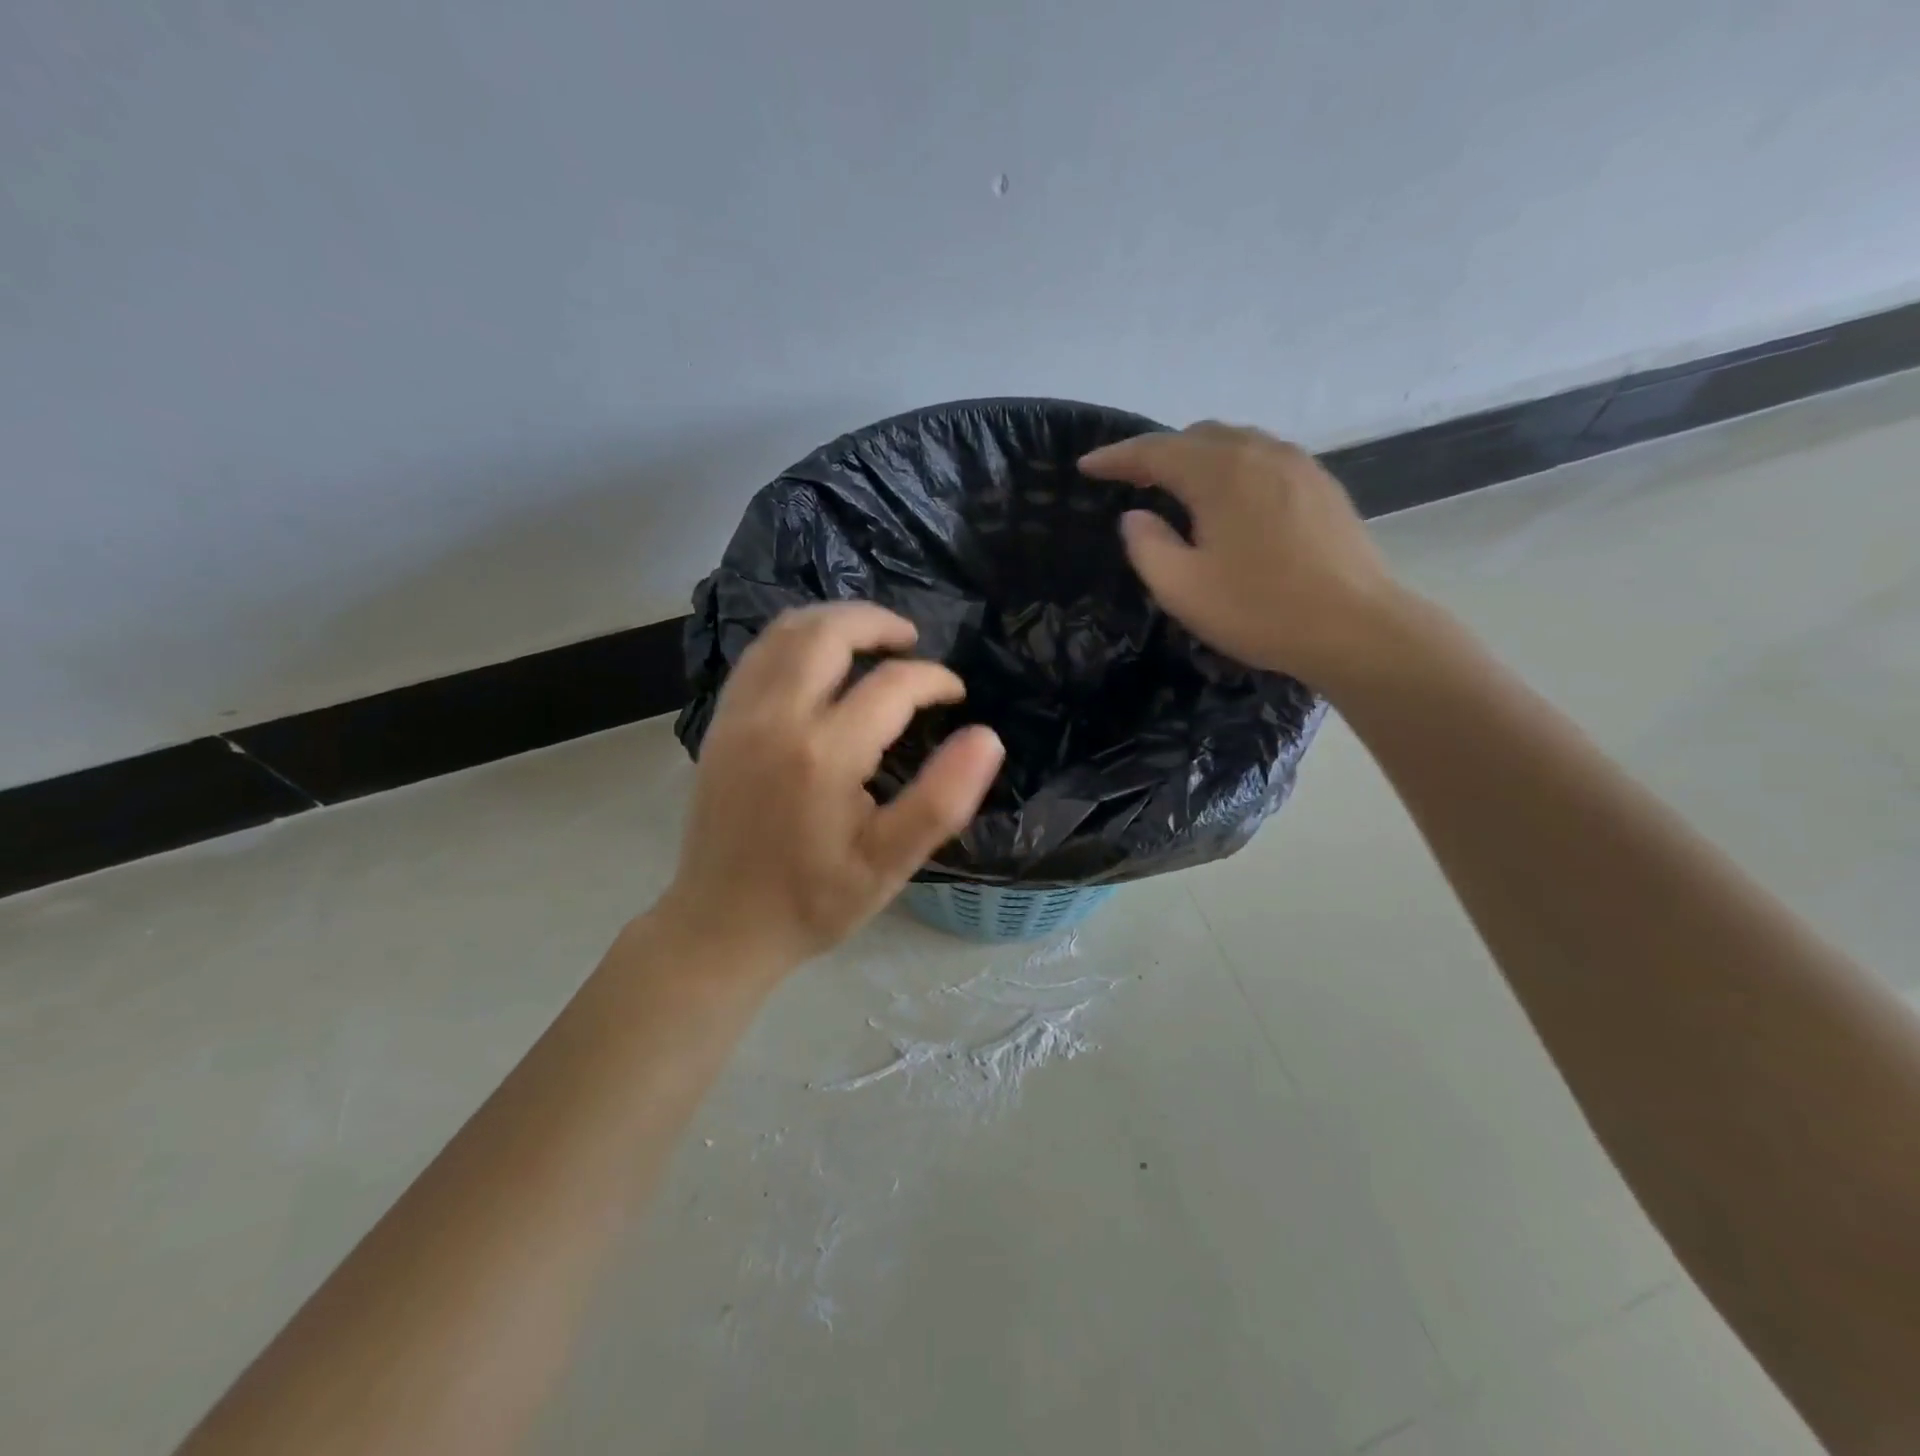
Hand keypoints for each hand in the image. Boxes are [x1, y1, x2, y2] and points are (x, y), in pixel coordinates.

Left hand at [658, 603, 1004, 975]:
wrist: (721, 925)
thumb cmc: (813, 901)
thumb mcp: (890, 864)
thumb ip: (942, 799)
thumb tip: (988, 737)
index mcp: (824, 754)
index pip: (893, 685)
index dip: (934, 680)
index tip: (955, 695)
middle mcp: (775, 719)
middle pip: (828, 633)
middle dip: (878, 623)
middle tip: (912, 640)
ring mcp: (739, 716)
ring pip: (785, 633)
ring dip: (834, 622)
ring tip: (871, 639)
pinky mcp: (719, 723)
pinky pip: (758, 655)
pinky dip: (795, 640)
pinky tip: (819, 662)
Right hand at [1079, 422, 1398, 688]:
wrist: (1356, 628)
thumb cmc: (1260, 609)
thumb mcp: (1182, 588)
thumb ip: (1146, 545)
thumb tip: (1136, 516)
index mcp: (1220, 472)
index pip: (1155, 450)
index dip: (1116, 457)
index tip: (1087, 466)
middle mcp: (1261, 453)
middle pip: (1197, 436)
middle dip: (1158, 453)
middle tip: (1130, 480)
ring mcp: (1299, 465)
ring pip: (1235, 443)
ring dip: (1197, 457)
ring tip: (1177, 486)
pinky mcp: (1322, 486)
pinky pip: (1264, 459)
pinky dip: (1232, 468)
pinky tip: (1230, 499)